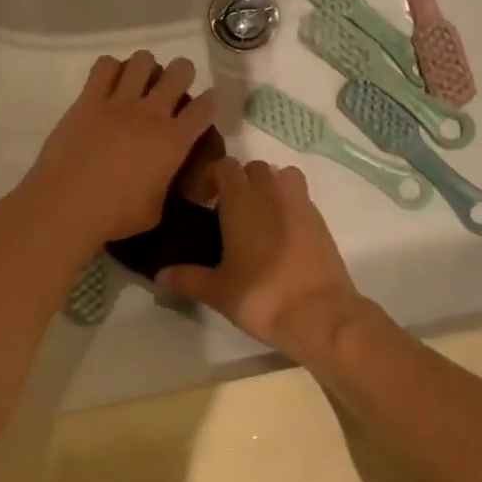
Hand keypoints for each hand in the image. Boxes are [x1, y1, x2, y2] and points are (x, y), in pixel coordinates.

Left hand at [19, 52, 217, 250]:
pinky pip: (104, 66)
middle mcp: (151, 113)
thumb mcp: (155, 210)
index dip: (210, 102)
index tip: (205, 105)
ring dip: (147, 67)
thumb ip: (164, 188)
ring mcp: (119, 103)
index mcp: (174, 141)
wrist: (68, 204)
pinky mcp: (88, 100)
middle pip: (179, 72)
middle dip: (182, 74)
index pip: (205, 108)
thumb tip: (161, 181)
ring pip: (143, 61)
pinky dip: (111, 69)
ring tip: (140, 82)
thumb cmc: (115, 215)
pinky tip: (109, 83)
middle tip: (172, 89)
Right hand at [155, 157, 366, 363]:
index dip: (210, 178)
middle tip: (226, 212)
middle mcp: (273, 193)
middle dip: (240, 182)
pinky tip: (280, 238)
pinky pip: (301, 201)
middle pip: (255, 168)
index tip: (200, 201)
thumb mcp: (217, 291)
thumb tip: (159, 276)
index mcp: (242, 200)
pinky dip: (289, 208)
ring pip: (283, 177)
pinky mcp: (322, 223)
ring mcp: (301, 205)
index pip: (224, 166)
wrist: (321, 315)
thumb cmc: (262, 295)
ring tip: (257, 218)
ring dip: (269, 188)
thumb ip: (187, 279)